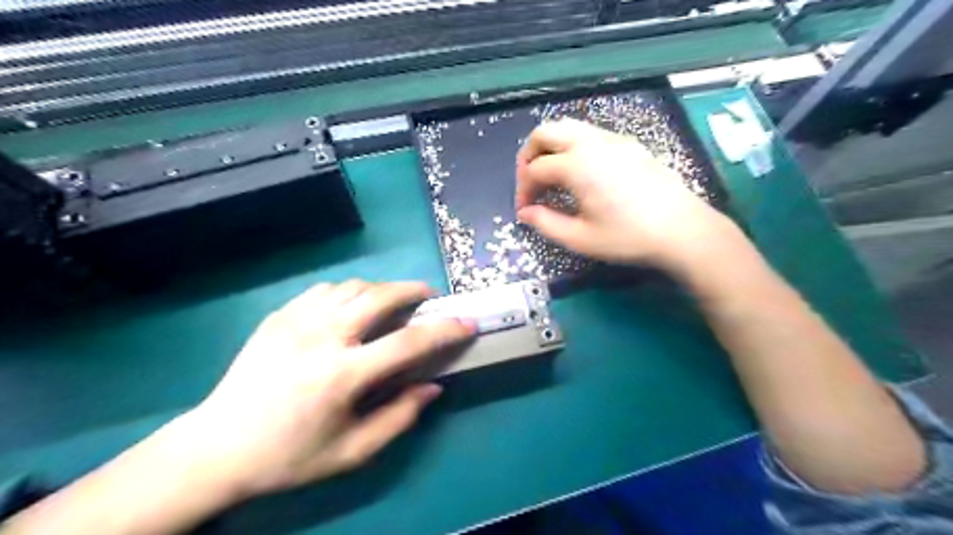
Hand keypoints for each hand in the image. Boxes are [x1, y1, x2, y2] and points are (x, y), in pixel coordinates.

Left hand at [179, 281, 471, 499]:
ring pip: (353, 286)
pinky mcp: (279, 316)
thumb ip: (399, 417)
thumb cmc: (289, 456)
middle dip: (414, 291)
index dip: (445, 330)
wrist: (217, 447)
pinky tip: (351, 309)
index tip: (467, 323)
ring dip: (382, 290)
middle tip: (429, 298)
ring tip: (392, 304)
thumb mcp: (352, 452)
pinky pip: (325, 290)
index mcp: (343, 374)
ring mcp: (297, 321)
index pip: (409, 342)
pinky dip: (349, 292)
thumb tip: (432, 387)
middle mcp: (322, 337)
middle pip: (381, 295)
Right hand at [519, 120, 731, 273]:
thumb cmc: (628, 237)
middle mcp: (591, 143)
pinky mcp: (628, 144)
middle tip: (530, 184)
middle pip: (545, 133)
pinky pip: (589, 134)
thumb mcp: (580, 238)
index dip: (523, 189)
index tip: (525, 211)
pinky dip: (572, 146)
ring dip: (550, 148)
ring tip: (551, 176)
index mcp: (577, 165)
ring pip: (568, 128)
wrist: (682, 230)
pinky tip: (579, 173)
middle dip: (529, 156)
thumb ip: (546, 223)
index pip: (535, 169)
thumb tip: (526, 212)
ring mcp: (612, 139)